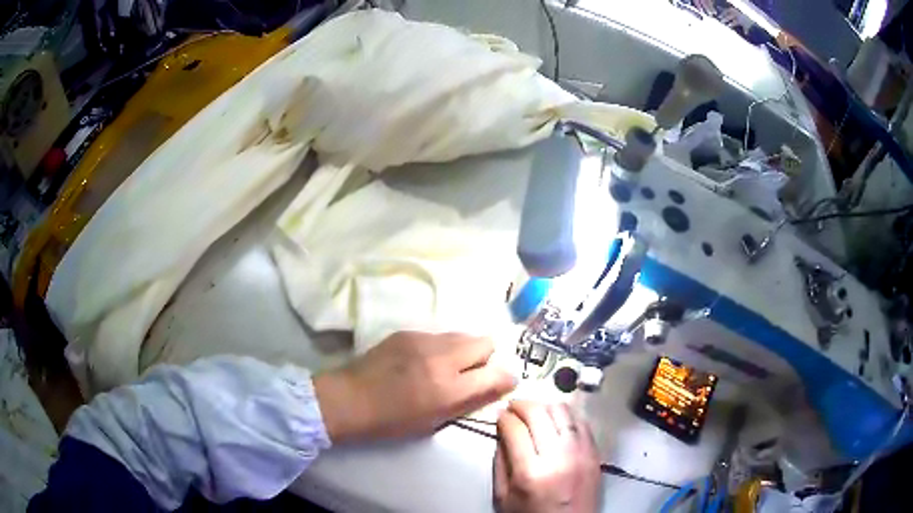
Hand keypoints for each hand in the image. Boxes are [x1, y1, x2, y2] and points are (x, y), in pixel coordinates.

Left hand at [314, 331, 515, 442]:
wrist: (349, 399)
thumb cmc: (391, 421)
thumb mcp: (433, 421)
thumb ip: (468, 401)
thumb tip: (496, 386)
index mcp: (448, 388)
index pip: (496, 374)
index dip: (506, 378)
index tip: (503, 383)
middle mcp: (441, 358)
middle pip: (484, 342)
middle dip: (486, 358)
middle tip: (472, 373)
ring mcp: (422, 340)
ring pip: (462, 335)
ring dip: (464, 350)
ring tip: (447, 366)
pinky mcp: (407, 332)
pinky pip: (438, 335)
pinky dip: (441, 347)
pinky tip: (423, 361)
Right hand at [494, 401, 601, 512]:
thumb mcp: (504, 497)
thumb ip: (500, 464)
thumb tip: (501, 434)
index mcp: (531, 472)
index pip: (515, 430)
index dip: (504, 418)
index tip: (499, 415)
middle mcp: (558, 457)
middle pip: (539, 414)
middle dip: (522, 405)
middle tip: (513, 406)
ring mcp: (581, 452)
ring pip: (563, 412)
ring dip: (545, 406)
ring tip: (534, 410)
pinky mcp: (595, 452)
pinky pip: (582, 422)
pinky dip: (567, 415)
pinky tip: (556, 418)